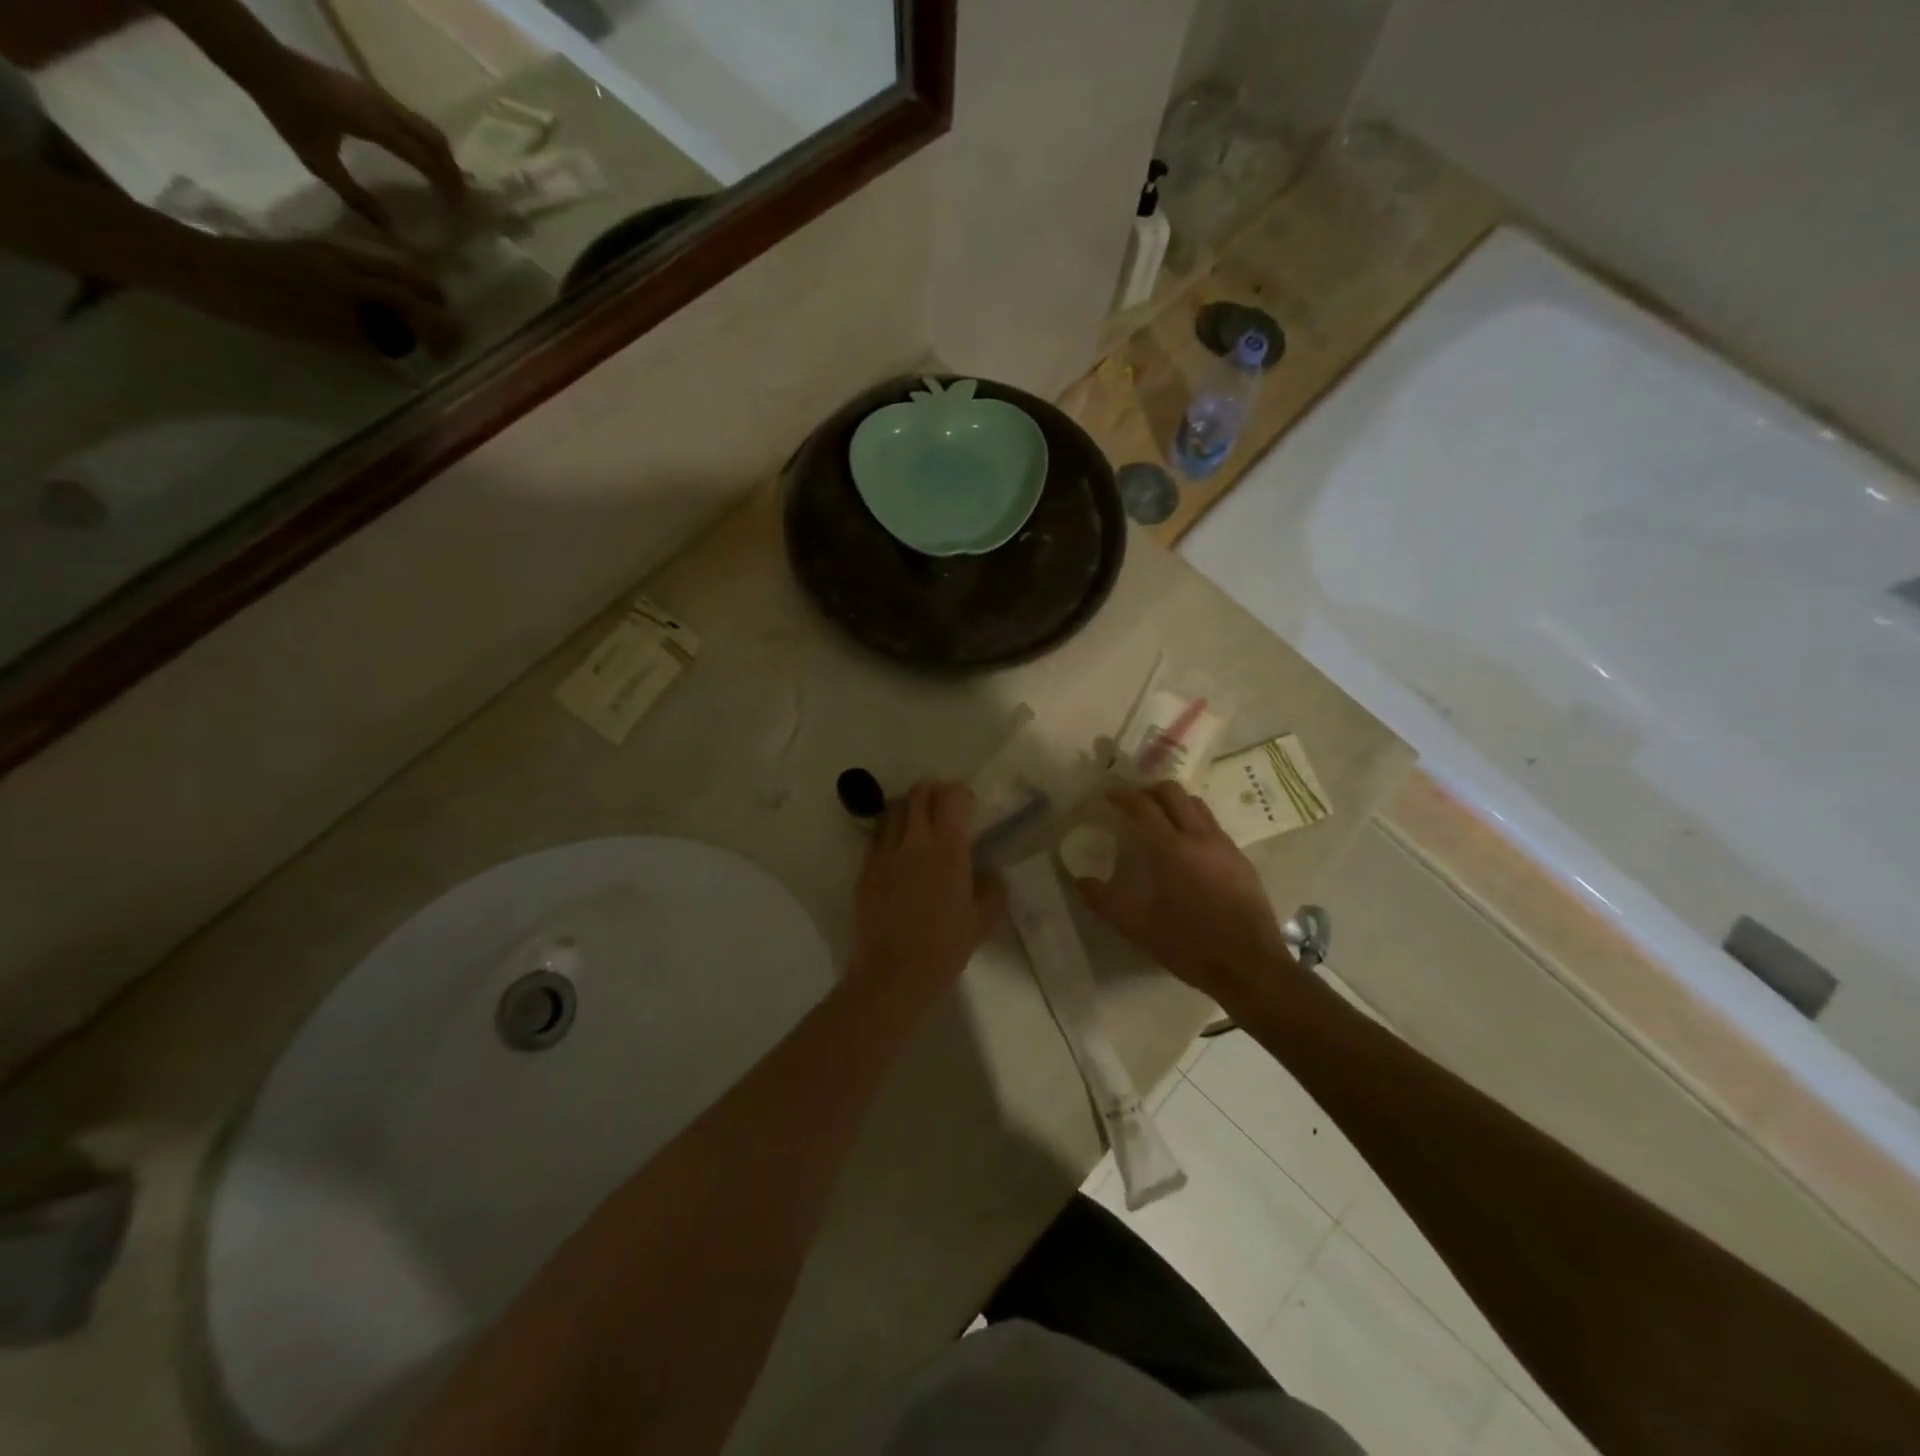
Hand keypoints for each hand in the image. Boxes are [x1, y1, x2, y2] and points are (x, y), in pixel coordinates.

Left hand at [156, 231, 458, 355]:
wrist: (194, 268)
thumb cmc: (258, 305)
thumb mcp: (320, 331)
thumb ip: (369, 339)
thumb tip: (408, 351)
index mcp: (354, 281)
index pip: (415, 303)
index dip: (441, 326)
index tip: (457, 347)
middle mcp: (348, 262)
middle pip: (408, 279)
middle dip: (434, 305)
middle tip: (446, 331)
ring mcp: (328, 256)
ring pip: (388, 271)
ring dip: (412, 294)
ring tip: (420, 320)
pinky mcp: (311, 256)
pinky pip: (365, 270)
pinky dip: (386, 287)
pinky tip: (381, 306)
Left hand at [251, 52, 466, 228]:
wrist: (261, 61)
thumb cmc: (288, 111)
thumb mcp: (318, 161)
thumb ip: (355, 196)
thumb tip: (390, 230)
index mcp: (375, 126)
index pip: (425, 159)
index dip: (446, 184)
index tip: (460, 208)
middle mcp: (385, 109)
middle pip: (435, 140)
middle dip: (452, 170)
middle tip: (461, 199)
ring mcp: (380, 97)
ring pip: (427, 129)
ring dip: (442, 156)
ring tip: (448, 182)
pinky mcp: (373, 94)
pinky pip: (413, 122)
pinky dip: (427, 144)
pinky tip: (423, 160)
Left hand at [849, 781, 1005, 1001]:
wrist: (894, 972)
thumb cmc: (945, 947)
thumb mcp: (983, 920)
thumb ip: (992, 888)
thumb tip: (988, 871)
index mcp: (949, 847)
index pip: (951, 795)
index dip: (960, 793)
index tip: (968, 806)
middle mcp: (915, 840)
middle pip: (919, 792)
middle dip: (933, 792)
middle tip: (943, 808)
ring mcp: (885, 852)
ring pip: (893, 808)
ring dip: (908, 807)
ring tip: (917, 824)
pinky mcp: (865, 868)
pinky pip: (876, 835)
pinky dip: (888, 831)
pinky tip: (897, 850)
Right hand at [1076, 783, 1291, 1002]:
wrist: (1250, 967)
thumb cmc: (1190, 947)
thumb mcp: (1139, 929)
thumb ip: (1106, 901)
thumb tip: (1081, 881)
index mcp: (1171, 851)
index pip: (1144, 806)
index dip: (1123, 796)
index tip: (1109, 796)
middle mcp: (1199, 838)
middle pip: (1173, 792)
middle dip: (1150, 791)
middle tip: (1134, 805)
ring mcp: (1224, 846)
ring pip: (1197, 805)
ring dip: (1175, 803)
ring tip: (1161, 820)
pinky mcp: (1241, 860)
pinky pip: (1214, 826)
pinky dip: (1194, 822)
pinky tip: (1187, 849)